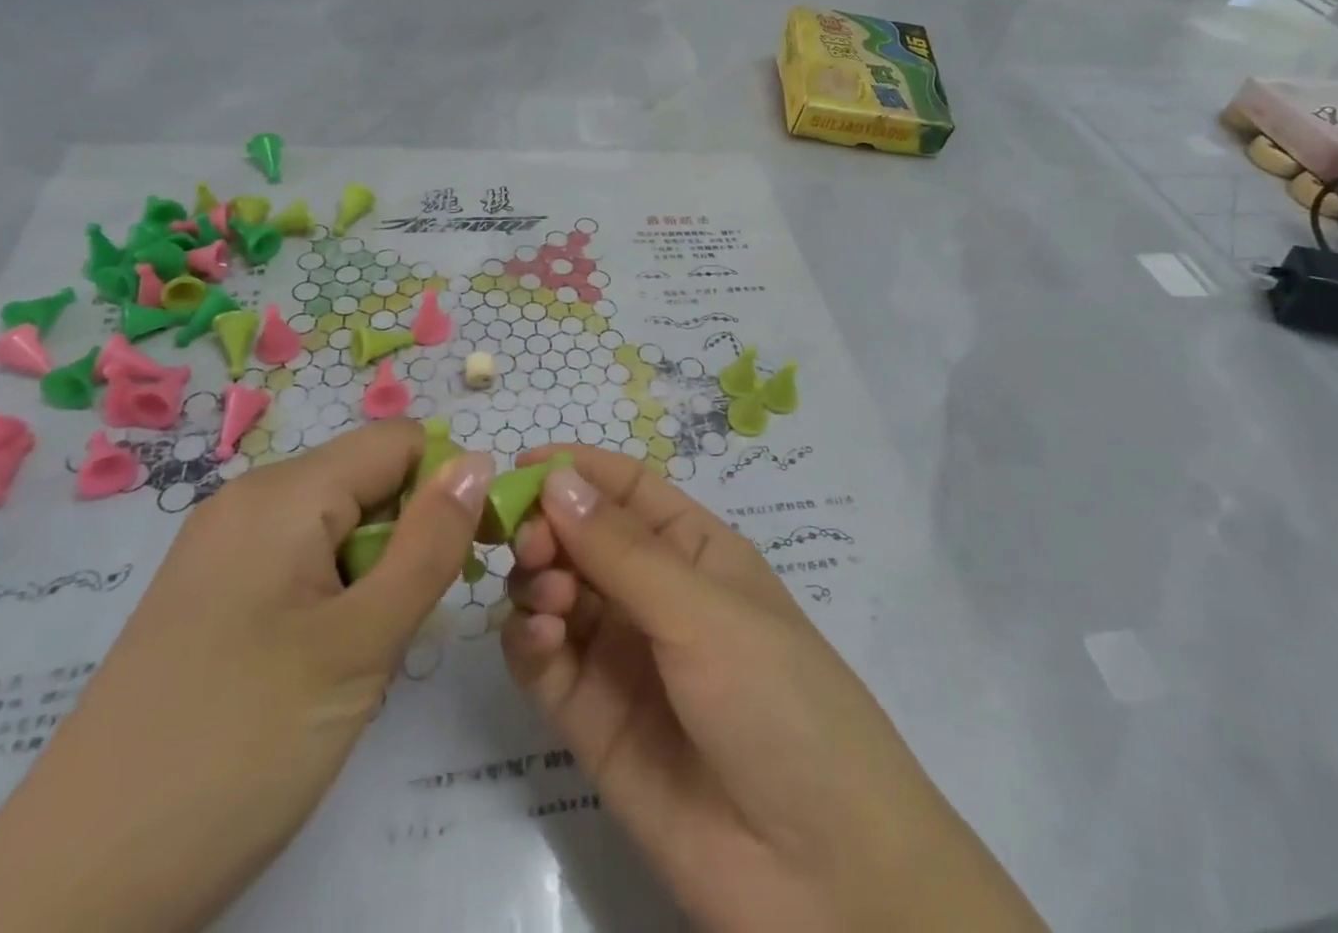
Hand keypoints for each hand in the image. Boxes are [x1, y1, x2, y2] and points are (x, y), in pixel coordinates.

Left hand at [0, 421, 492, 932]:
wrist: (70, 896)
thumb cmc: (238, 747)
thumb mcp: (361, 642)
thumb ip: (431, 543)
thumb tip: (478, 461)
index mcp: (283, 493)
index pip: (401, 442)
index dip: (450, 485)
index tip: (476, 553)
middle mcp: (249, 502)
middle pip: (369, 481)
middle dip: (411, 534)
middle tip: (410, 621)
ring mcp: (222, 552)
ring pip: (339, 526)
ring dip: (375, 573)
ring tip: (364, 652)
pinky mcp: (210, 599)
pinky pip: (301, 563)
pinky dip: (335, 596)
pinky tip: (321, 665)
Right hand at [503, 446, 1046, 932]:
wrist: (818, 872)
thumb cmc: (776, 700)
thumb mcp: (704, 611)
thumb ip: (622, 551)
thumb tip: (556, 478)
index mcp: (695, 551)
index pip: (628, 490)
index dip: (577, 471)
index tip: (519, 465)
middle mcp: (655, 594)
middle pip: (583, 538)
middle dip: (549, 528)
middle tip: (528, 542)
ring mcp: (621, 657)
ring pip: (557, 594)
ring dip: (538, 581)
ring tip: (550, 599)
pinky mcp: (591, 720)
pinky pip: (545, 661)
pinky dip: (529, 640)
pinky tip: (539, 638)